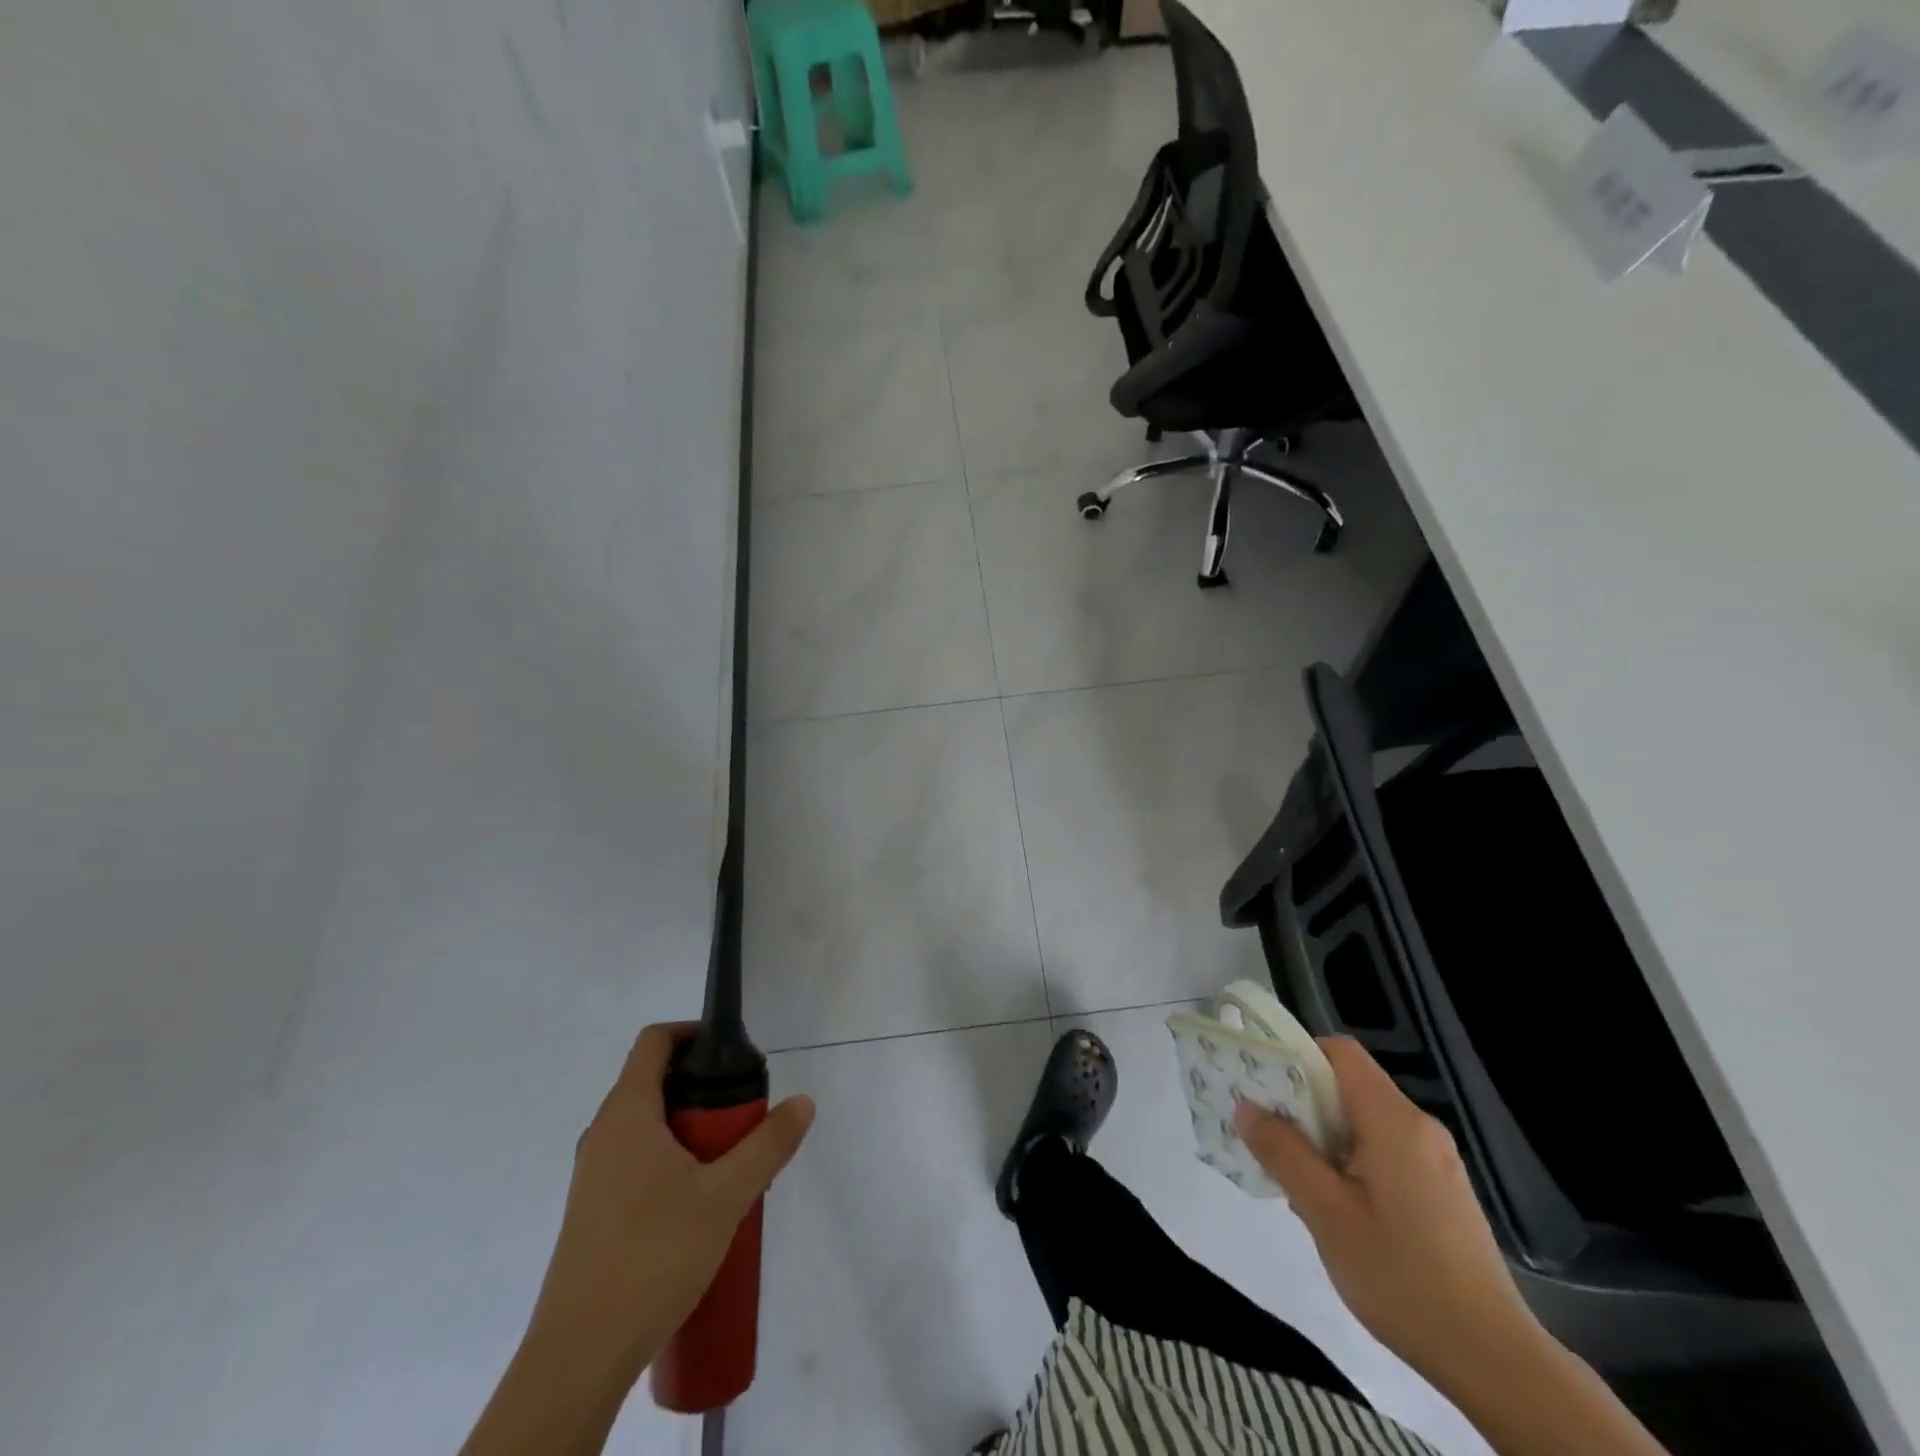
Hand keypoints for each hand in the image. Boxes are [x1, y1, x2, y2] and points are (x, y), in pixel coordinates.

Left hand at [525, 1022, 815, 1387]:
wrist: (579, 1358)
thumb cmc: (652, 1256)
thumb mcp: (725, 1196)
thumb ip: (768, 1145)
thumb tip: (803, 1102)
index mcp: (626, 1113)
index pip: (655, 1041)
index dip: (694, 1032)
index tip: (733, 1053)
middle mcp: (603, 1134)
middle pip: (656, 1082)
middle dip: (705, 1089)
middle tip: (745, 1116)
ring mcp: (594, 1176)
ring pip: (649, 1127)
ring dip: (692, 1130)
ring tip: (732, 1165)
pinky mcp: (594, 1213)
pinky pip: (639, 1162)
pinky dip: (674, 1162)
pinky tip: (702, 1207)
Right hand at [1234, 1037, 1544, 1396]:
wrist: (1495, 1361)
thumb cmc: (1402, 1277)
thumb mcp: (1326, 1214)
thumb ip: (1283, 1153)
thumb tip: (1246, 1107)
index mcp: (1394, 1120)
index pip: (1340, 1052)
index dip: (1297, 1056)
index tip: (1262, 1084)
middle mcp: (1419, 1127)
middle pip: (1349, 1085)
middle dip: (1303, 1102)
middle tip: (1267, 1134)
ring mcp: (1436, 1160)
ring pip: (1364, 1121)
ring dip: (1324, 1136)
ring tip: (1295, 1175)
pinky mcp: (1442, 1190)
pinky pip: (1384, 1150)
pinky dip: (1350, 1160)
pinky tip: (1335, 1206)